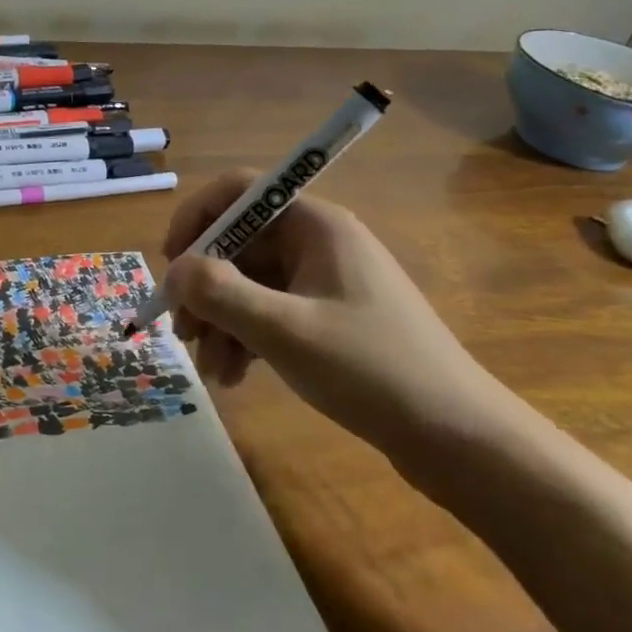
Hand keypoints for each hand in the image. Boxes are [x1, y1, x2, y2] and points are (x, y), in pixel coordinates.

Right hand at [162, 170, 521, 469]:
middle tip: (182, 332)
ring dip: (222, 321)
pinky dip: (247, 338)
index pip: (239, 191)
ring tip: (211, 370)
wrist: (460, 439)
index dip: (197, 218)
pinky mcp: (330, 318)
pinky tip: (235, 377)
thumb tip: (175, 271)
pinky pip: (271, 312)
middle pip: (240, 244)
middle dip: (205, 287)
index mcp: (315, 225)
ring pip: (251, 283)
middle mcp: (318, 242)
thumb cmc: (372, 370)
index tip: (171, 263)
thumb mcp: (285, 331)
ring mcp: (325, 281)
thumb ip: (220, 294)